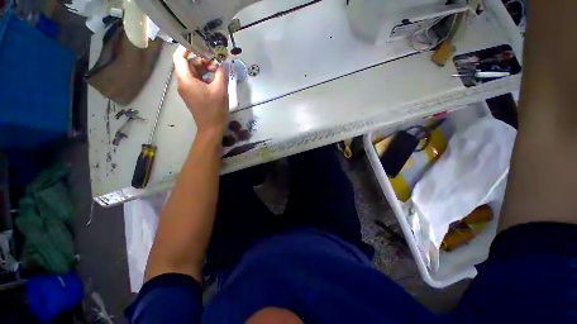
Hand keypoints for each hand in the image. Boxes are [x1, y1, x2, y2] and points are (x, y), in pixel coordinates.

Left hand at [173, 46, 228, 138]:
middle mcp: (183, 83)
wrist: (211, 128)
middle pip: (187, 64)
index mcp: (185, 79)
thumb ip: (222, 74)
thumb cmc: (214, 109)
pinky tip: (215, 80)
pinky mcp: (192, 95)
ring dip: (204, 69)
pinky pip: (196, 81)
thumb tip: (224, 64)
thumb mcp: (220, 90)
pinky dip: (204, 78)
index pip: (179, 57)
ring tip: (218, 71)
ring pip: (192, 73)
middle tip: (215, 62)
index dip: (187, 48)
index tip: (201, 46)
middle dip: (201, 60)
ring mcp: (187, 90)